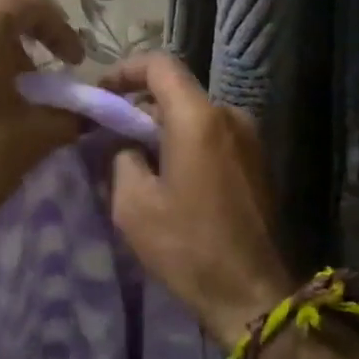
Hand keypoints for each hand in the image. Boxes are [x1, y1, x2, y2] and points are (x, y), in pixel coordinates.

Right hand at [103, 54, 295, 351]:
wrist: (250, 293)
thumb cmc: (187, 246)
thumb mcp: (133, 204)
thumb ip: (122, 157)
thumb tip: (126, 144)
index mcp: (199, 118)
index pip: (159, 65)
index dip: (124, 70)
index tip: (101, 94)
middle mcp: (230, 117)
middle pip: (177, 93)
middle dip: (139, 108)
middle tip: (109, 136)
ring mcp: (250, 140)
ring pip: (195, 117)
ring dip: (163, 130)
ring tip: (135, 163)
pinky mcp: (257, 164)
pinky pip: (213, 138)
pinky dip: (186, 145)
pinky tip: (168, 180)